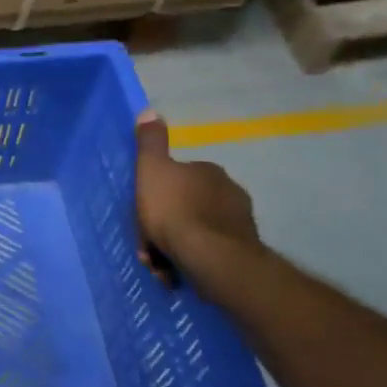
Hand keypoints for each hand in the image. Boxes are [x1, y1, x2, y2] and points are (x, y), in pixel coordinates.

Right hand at [135, 111, 258, 284]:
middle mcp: (229, 191)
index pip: (177, 177)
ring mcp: (239, 222)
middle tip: (149, 248)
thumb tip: (150, 112)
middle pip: (186, 206)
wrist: (211, 258)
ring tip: (161, 267)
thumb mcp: (152, 170)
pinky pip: (208, 252)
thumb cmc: (174, 210)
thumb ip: (150, 143)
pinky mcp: (243, 250)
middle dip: (165, 226)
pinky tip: (178, 274)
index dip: (156, 196)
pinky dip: (192, 261)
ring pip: (196, 231)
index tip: (143, 215)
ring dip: (175, 247)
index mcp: (208, 171)